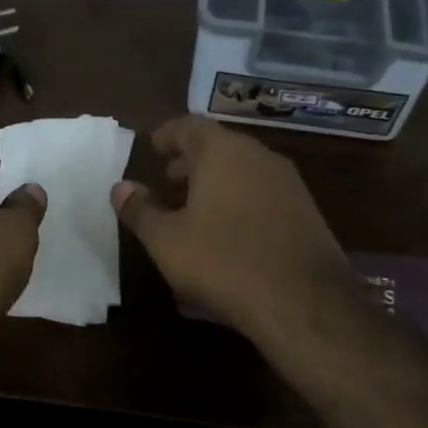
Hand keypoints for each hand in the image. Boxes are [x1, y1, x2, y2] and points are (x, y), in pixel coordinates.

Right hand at [113, 116, 363, 348]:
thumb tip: (121, 187)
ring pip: (243, 172)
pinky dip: (238, 203)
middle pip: (219, 147)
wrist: (304, 302)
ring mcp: (288, 185)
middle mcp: (259, 157)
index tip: (152, 148)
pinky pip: (261, 196)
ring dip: (215, 184)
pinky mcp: (306, 213)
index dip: (168, 134)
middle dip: (190, 162)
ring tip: (193, 211)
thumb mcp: (166, 240)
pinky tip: (226, 236)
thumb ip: (140, 210)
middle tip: (168, 181)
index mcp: (223, 152)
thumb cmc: (222, 261)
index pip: (190, 125)